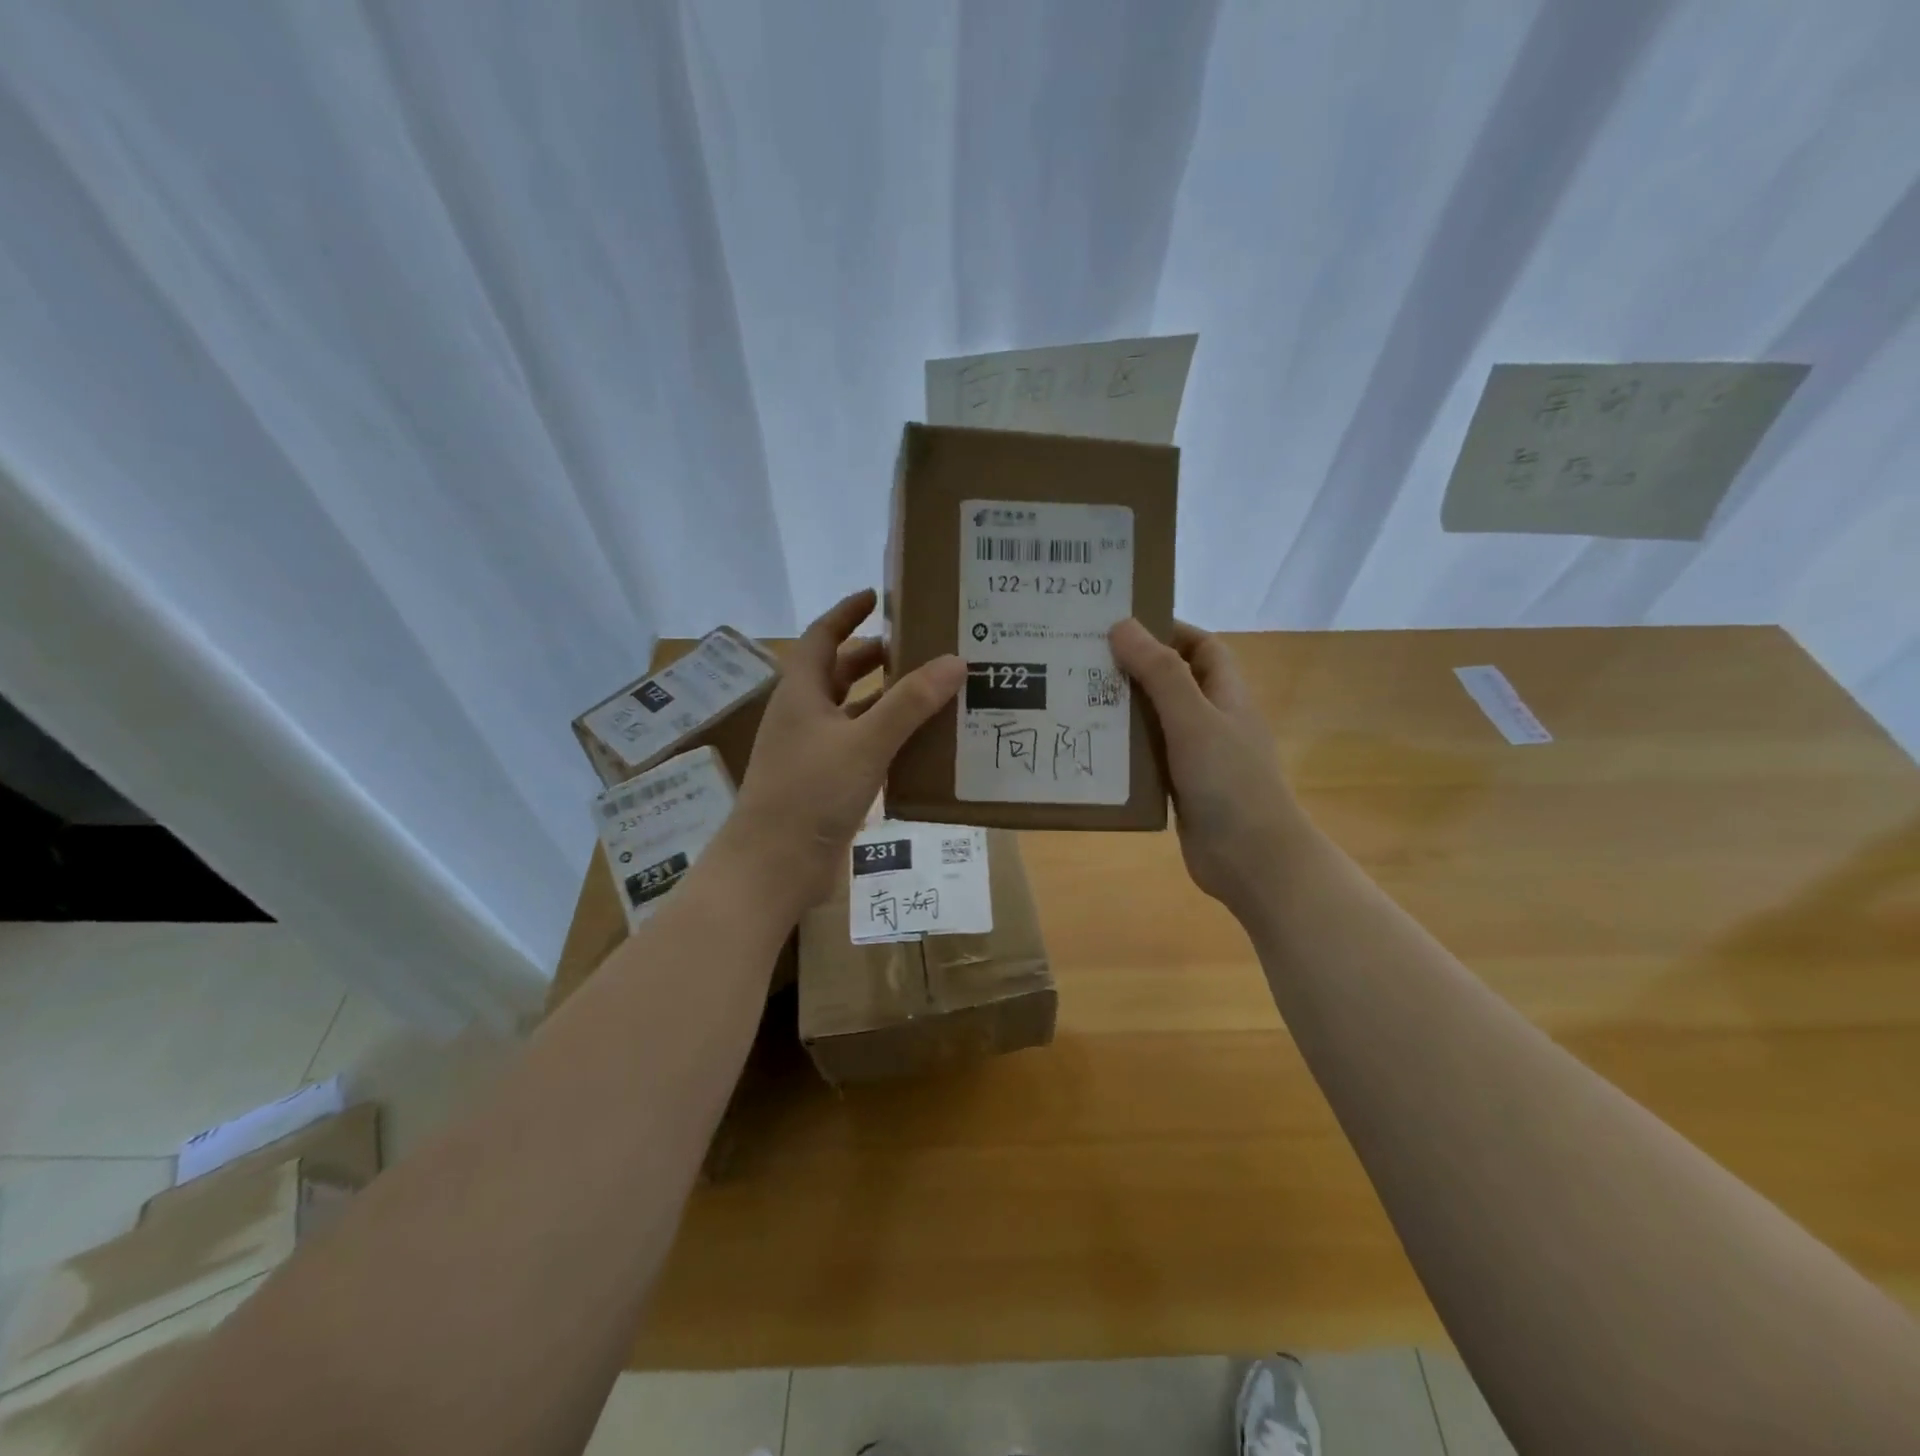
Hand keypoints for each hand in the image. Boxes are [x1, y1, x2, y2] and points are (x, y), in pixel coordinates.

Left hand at [721, 589, 964, 915]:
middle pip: (840, 673)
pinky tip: (919, 743)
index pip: (823, 636)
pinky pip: (860, 747)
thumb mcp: (865, 742)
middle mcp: (804, 715)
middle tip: (922, 646)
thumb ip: (909, 703)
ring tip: (931, 690)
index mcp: (802, 692)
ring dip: (885, 700)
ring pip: (853, 712)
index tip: (878, 595)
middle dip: (876, 657)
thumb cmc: (810, 793)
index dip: (847, 612)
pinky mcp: (825, 783)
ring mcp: (813, 751)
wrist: (773, 866)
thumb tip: (954, 660)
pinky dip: (886, 738)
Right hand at [1110, 618, 1313, 915]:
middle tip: (1082, 661)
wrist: (1252, 860)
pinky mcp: (1180, 787)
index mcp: (1226, 695)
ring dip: (1123, 711)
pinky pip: (1148, 758)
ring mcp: (1197, 756)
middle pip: (1172, 681)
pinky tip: (1089, 748)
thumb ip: (1160, 673)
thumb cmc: (1229, 781)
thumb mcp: (1193, 719)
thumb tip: (1122, 625)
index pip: (1201, 647)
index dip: (1169, 631)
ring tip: (1075, 699)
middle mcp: (1212, 720)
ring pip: (1156, 721)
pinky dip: (1123, 751)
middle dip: (1134, 669)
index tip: (1122, 626)